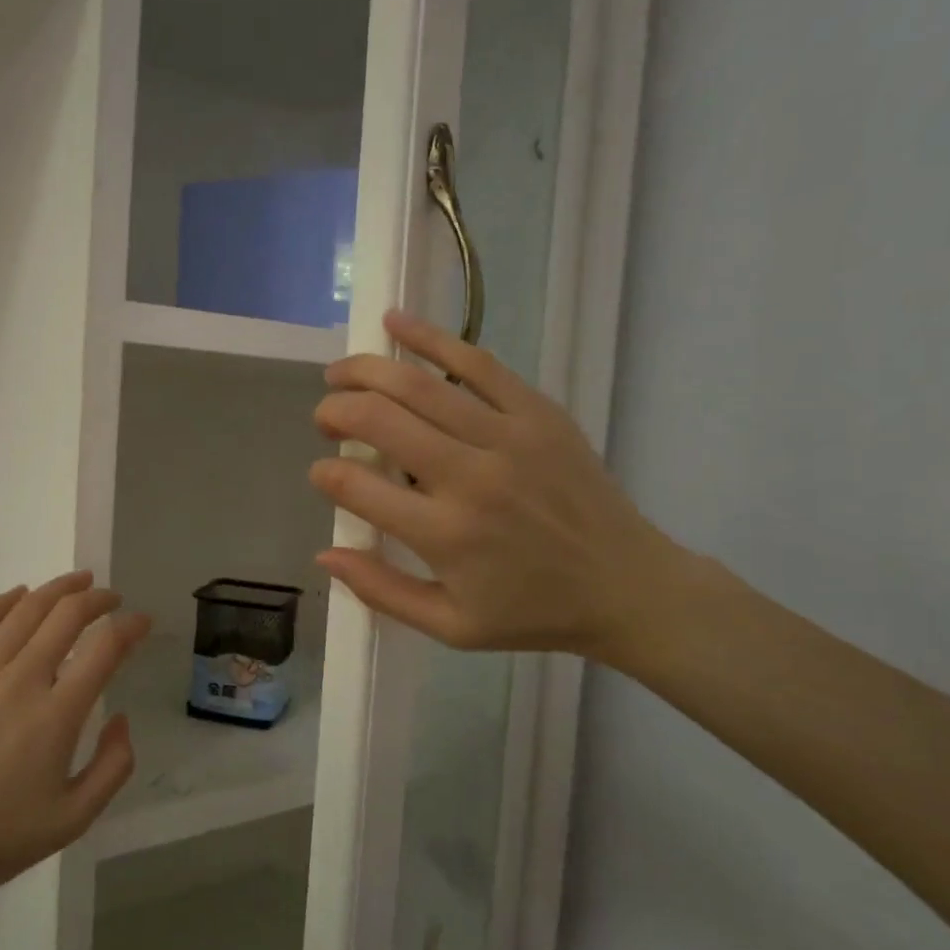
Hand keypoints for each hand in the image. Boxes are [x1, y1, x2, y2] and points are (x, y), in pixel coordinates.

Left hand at [0, 572, 148, 908]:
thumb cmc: (1, 837)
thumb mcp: (76, 817)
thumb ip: (114, 765)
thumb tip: (119, 717)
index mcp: (57, 715)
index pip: (105, 648)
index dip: (130, 627)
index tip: (141, 621)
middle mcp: (20, 681)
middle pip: (67, 617)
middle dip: (97, 599)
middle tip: (110, 598)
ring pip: (24, 611)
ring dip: (57, 590)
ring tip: (77, 582)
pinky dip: (2, 602)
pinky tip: (19, 594)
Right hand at [309, 310, 683, 658]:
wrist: (626, 586)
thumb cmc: (532, 612)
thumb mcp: (450, 626)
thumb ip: (381, 591)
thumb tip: (324, 555)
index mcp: (443, 535)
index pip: (355, 486)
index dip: (325, 473)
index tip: (323, 473)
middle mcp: (469, 477)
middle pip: (378, 420)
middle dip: (335, 412)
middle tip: (325, 419)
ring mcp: (506, 437)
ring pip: (418, 385)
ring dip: (366, 371)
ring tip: (339, 373)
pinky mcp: (537, 412)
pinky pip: (476, 363)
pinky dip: (430, 338)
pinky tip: (394, 323)